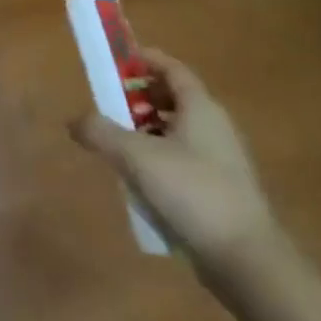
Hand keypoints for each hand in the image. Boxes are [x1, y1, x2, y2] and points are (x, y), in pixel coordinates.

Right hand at [69, 48, 281, 287]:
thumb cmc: (192, 193)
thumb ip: (101, 132)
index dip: (146, 60)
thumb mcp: (136, 157)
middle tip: (110, 104)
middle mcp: (215, 127)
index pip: (174, 69)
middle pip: (176, 98)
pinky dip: (159, 156)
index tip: (118, 61)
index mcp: (201, 109)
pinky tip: (139, 179)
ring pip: (178, 131)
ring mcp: (221, 160)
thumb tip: (74, 121)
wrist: (246, 260)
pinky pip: (184, 158)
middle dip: (141, 96)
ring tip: (117, 142)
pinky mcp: (220, 190)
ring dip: (148, 129)